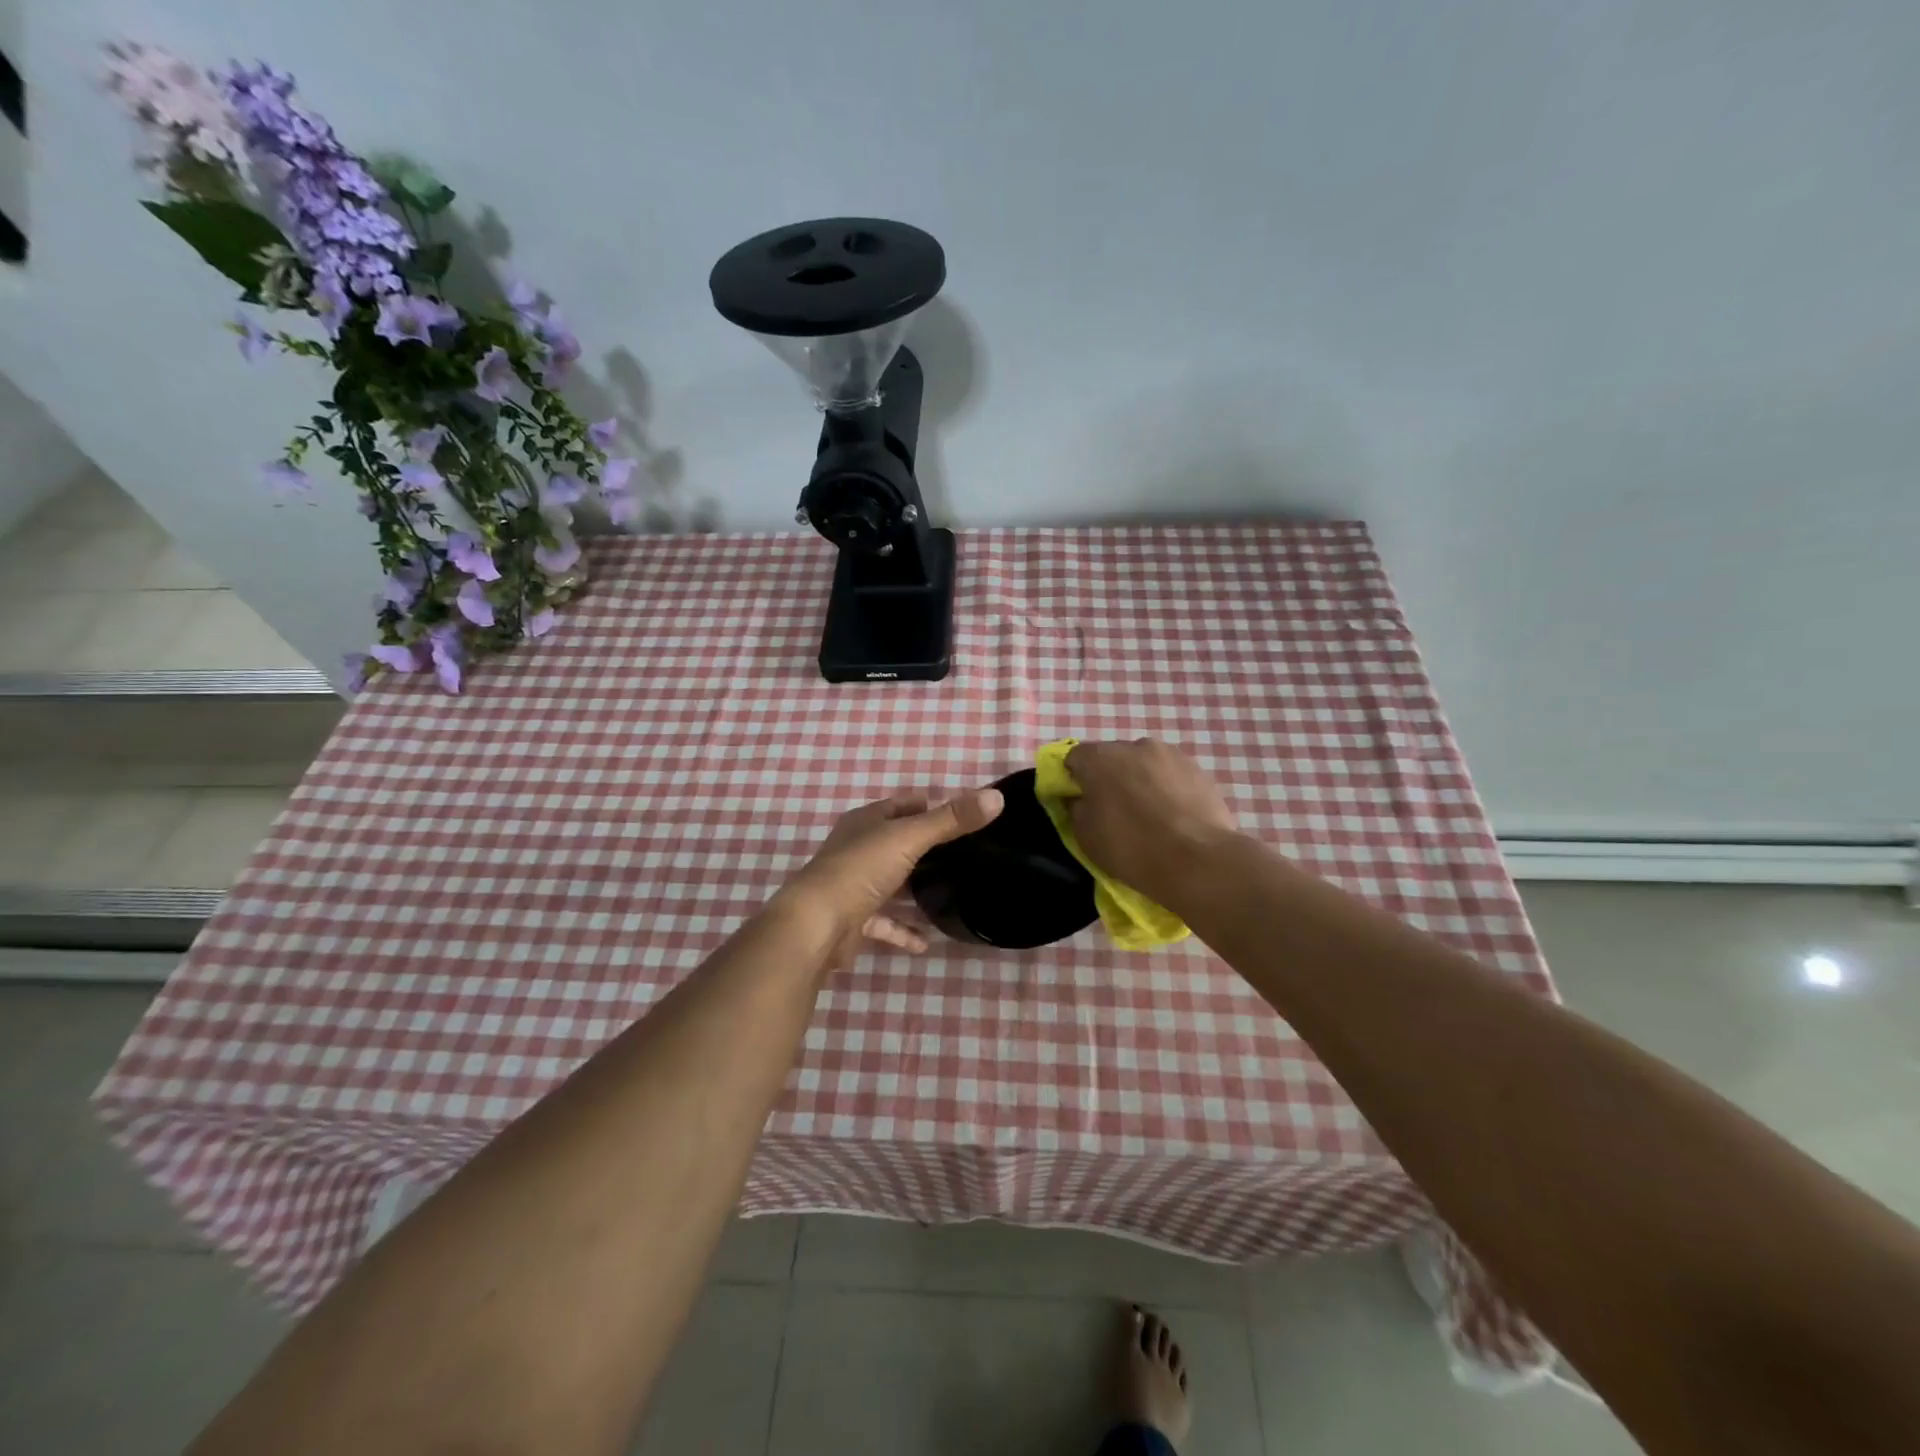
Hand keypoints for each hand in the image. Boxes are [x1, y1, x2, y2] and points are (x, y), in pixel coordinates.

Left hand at [779, 788, 1004, 967]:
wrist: (816, 925)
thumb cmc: (861, 869)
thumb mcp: (910, 838)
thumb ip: (952, 820)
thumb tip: (997, 797)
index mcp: (866, 822)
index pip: (900, 805)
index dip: (926, 805)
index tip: (958, 814)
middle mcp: (857, 849)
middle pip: (896, 844)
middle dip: (925, 848)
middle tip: (963, 855)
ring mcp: (853, 886)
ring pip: (890, 883)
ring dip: (914, 891)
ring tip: (950, 894)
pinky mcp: (852, 921)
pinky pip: (884, 924)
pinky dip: (903, 931)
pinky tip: (926, 942)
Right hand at [1064, 739, 1238, 905]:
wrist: (1198, 860)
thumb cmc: (1131, 847)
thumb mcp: (1085, 836)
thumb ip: (1076, 809)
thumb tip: (1082, 799)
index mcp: (1100, 757)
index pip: (1074, 758)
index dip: (1074, 780)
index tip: (1080, 803)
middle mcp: (1134, 745)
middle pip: (1112, 757)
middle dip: (1109, 777)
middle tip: (1115, 810)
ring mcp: (1171, 754)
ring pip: (1145, 764)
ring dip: (1141, 781)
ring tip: (1150, 814)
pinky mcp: (1199, 769)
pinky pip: (1171, 775)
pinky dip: (1168, 789)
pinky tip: (1174, 816)